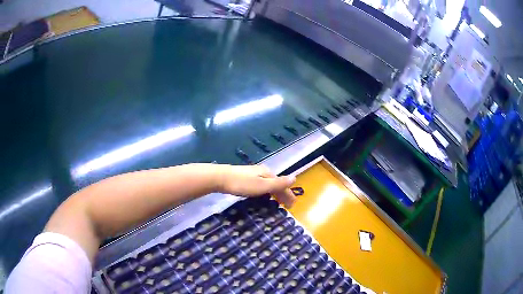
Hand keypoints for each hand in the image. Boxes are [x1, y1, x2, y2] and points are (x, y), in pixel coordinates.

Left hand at [217, 165, 296, 207]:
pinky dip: (266, 193)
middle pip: (276, 184)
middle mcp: (262, 172)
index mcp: (268, 173)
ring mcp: (252, 174)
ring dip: (275, 194)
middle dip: (283, 194)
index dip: (289, 194)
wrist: (220, 178)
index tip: (293, 206)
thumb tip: (295, 178)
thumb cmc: (242, 183)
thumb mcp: (262, 185)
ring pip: (268, 185)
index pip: (283, 184)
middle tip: (287, 206)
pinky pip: (261, 186)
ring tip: (277, 203)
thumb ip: (278, 183)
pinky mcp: (245, 178)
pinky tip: (262, 197)